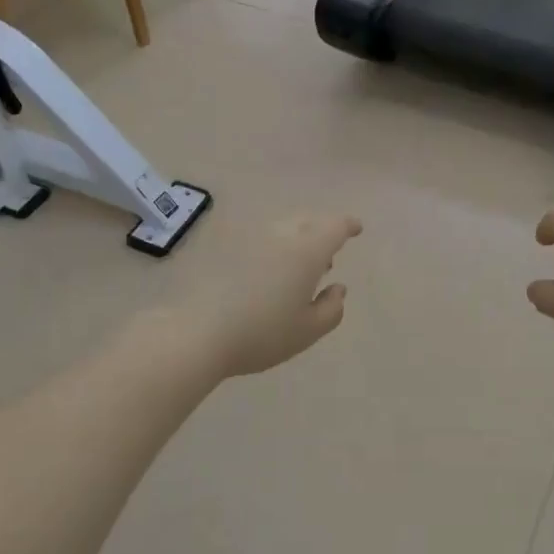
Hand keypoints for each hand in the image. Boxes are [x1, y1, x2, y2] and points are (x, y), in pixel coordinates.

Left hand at [190, 213, 362, 376]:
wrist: (198, 333)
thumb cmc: (262, 333)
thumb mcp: (308, 330)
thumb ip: (331, 309)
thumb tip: (338, 289)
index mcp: (307, 251)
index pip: (334, 227)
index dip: (348, 226)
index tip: (356, 229)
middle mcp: (280, 235)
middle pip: (308, 221)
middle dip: (322, 232)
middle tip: (328, 256)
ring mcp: (249, 239)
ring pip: (282, 228)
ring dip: (297, 239)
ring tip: (298, 268)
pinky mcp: (225, 249)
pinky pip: (260, 239)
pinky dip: (273, 248)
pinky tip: (269, 273)